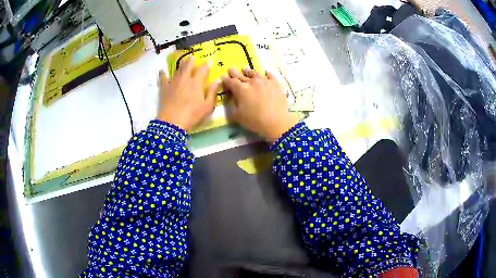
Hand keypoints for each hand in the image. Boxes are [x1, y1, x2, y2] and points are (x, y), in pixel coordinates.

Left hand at [157, 56, 220, 131]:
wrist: (172, 122)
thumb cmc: (192, 115)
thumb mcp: (207, 106)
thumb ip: (212, 92)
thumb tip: (218, 80)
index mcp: (196, 82)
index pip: (202, 70)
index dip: (206, 65)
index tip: (209, 61)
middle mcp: (184, 79)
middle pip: (188, 66)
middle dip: (191, 61)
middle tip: (192, 57)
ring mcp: (173, 82)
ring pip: (177, 70)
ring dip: (181, 64)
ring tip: (183, 61)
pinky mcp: (164, 88)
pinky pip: (163, 78)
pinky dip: (163, 74)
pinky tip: (162, 70)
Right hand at [222, 68, 297, 142]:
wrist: (276, 122)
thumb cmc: (254, 121)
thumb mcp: (237, 116)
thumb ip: (233, 104)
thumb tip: (232, 96)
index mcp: (241, 89)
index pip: (231, 82)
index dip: (226, 80)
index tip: (223, 77)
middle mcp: (252, 82)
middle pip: (242, 75)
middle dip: (235, 73)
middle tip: (231, 69)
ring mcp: (265, 81)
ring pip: (255, 73)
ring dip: (249, 71)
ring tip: (245, 69)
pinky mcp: (276, 84)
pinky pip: (270, 76)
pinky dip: (266, 74)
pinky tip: (266, 73)